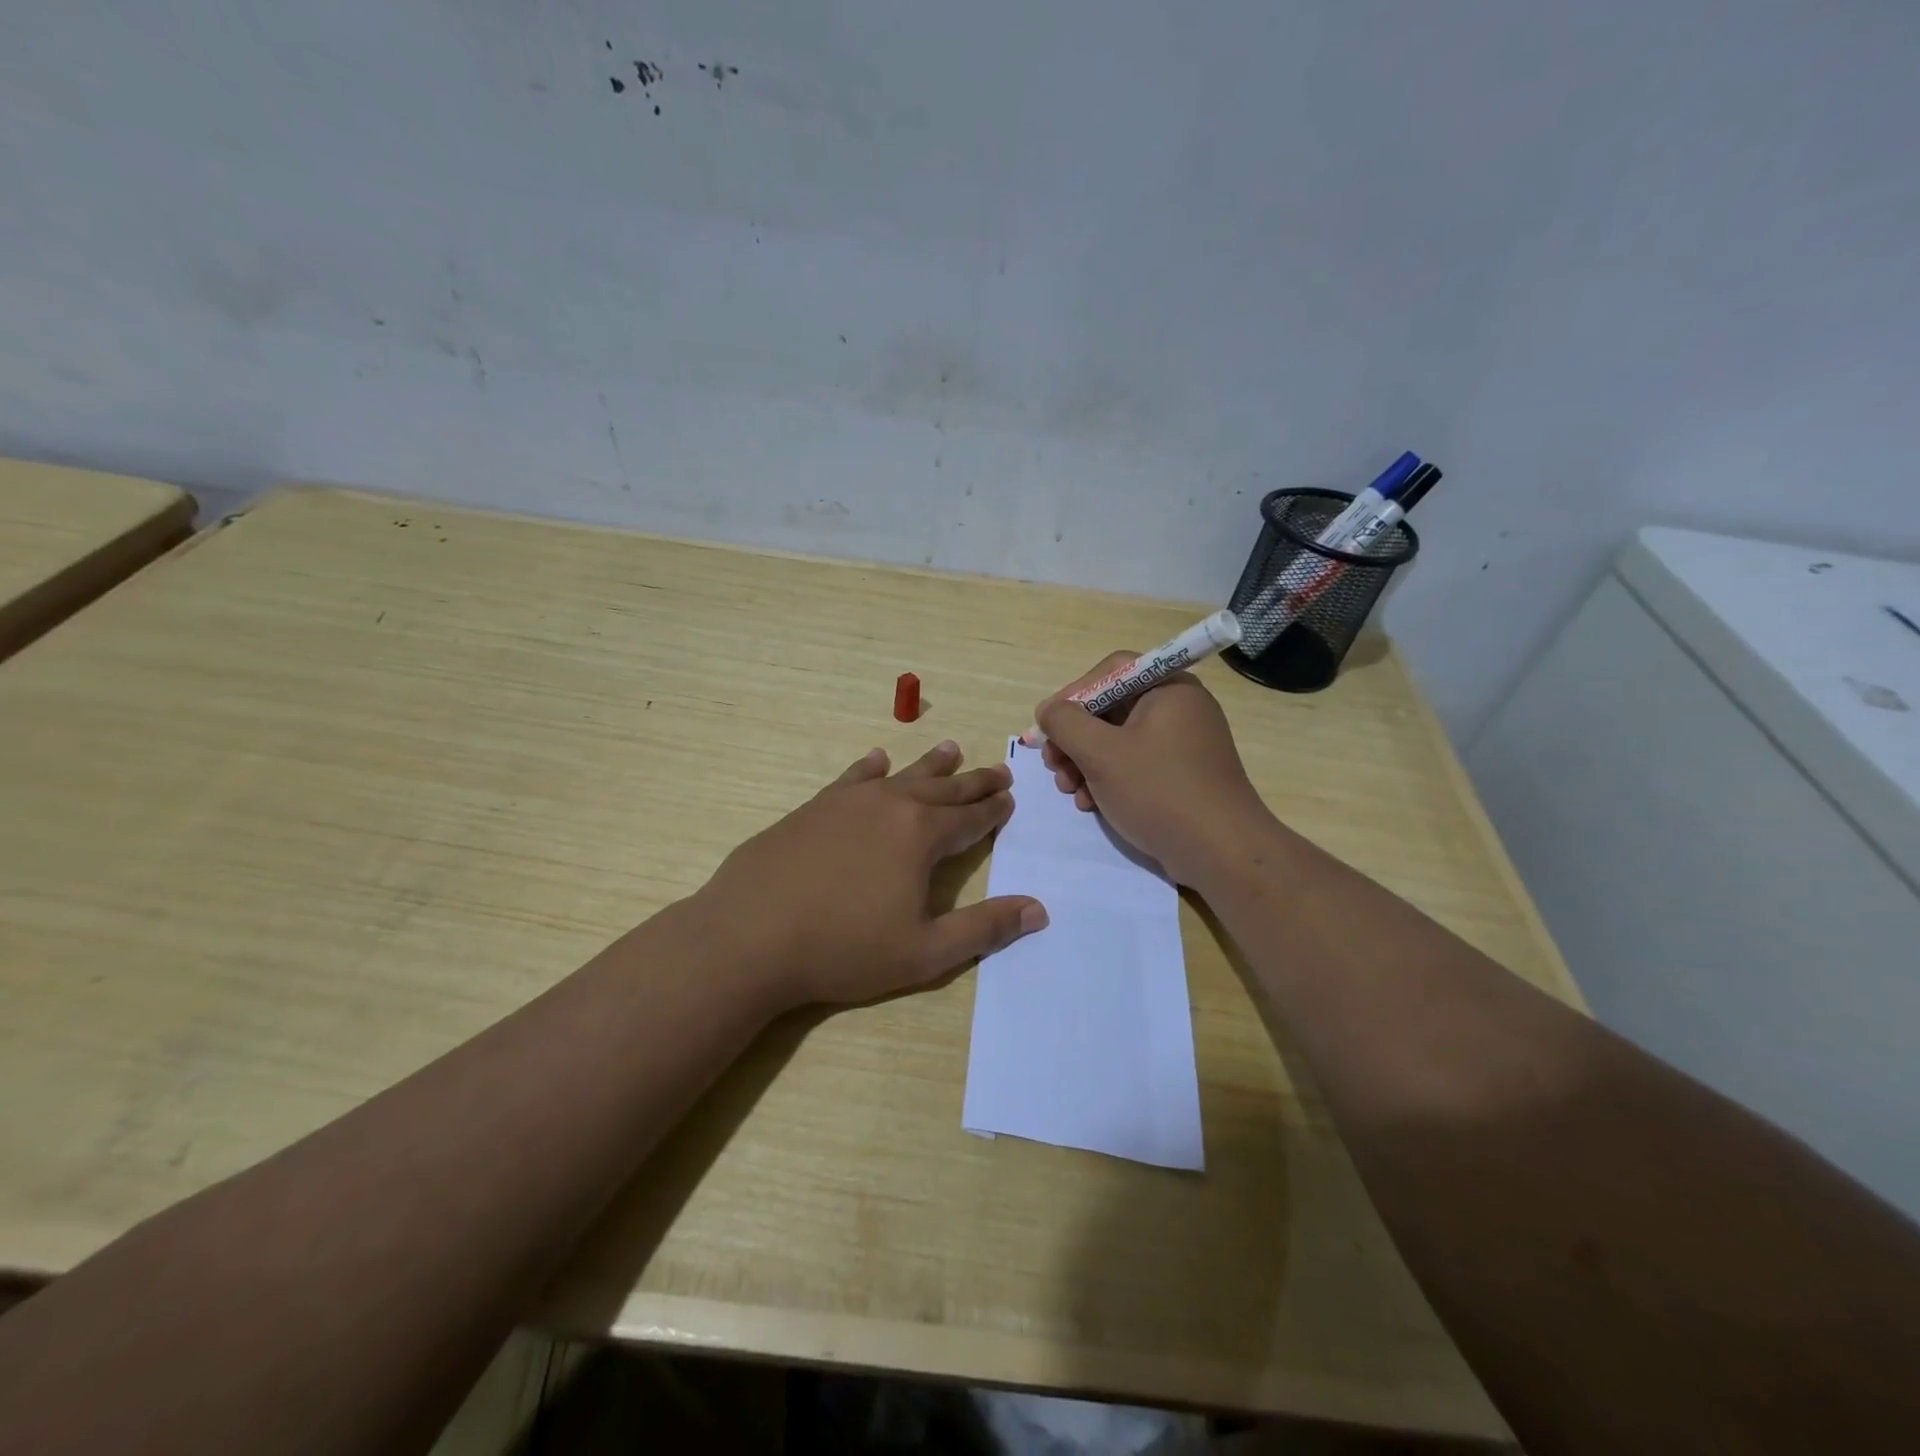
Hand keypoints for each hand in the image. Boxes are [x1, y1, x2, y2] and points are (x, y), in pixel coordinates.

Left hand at [694, 741, 1047, 1009]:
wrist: (750, 936)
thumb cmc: (843, 948)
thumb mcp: (925, 952)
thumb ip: (984, 929)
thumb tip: (1038, 909)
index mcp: (921, 835)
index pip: (970, 817)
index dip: (993, 810)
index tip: (1010, 798)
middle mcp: (890, 805)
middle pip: (943, 788)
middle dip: (973, 782)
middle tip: (998, 771)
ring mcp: (847, 801)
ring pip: (901, 775)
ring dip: (930, 764)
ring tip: (951, 748)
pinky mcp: (813, 807)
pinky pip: (852, 778)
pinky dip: (870, 768)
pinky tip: (876, 761)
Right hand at [1035, 653, 1270, 885]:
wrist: (1221, 852)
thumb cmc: (1159, 791)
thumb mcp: (1101, 753)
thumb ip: (1065, 723)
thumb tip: (1049, 711)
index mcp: (1168, 688)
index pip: (1110, 672)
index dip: (1072, 695)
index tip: (1047, 726)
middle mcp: (1179, 709)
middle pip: (1111, 708)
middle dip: (1074, 738)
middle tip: (1052, 765)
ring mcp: (1182, 744)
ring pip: (1118, 741)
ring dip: (1084, 763)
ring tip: (1068, 790)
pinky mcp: (1181, 776)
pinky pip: (1135, 765)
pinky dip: (1108, 780)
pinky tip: (1090, 804)